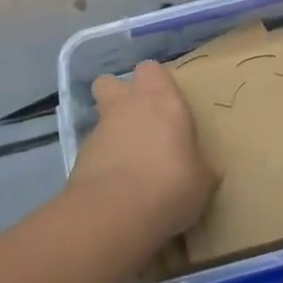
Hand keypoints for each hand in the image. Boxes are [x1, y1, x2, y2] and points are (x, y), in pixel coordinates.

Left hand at [69, 60, 219, 244]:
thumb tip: (203, 170)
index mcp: (162, 101)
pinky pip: (92, 150)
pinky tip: (115, 186)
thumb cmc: (171, 185)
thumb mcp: (202, 181)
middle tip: (138, 121)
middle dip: (118, 96)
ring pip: (100, 117)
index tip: (166, 104)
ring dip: (111, 132)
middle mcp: (128, 106)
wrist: (116, 212)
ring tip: (128, 163)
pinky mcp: (79, 157)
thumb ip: (199, 166)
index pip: (152, 69)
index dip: (155, 83)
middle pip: (110, 82)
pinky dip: (101, 161)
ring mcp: (99, 130)